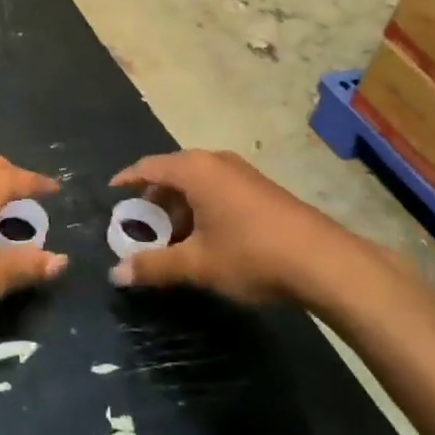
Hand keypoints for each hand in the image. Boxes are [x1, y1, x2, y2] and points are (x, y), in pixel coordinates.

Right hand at [109, 151, 345, 304]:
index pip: (149, 166)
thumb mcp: (197, 264)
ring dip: (180, 206)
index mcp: (195, 170)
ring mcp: (242, 172)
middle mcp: (216, 161)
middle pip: (174, 172)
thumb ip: (154, 266)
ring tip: (172, 238)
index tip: (112, 192)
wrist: (321, 260)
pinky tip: (206, 238)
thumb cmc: (250, 254)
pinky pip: (218, 189)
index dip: (128, 179)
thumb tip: (116, 274)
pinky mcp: (260, 188)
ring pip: (198, 182)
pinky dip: (202, 207)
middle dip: (155, 198)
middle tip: (141, 225)